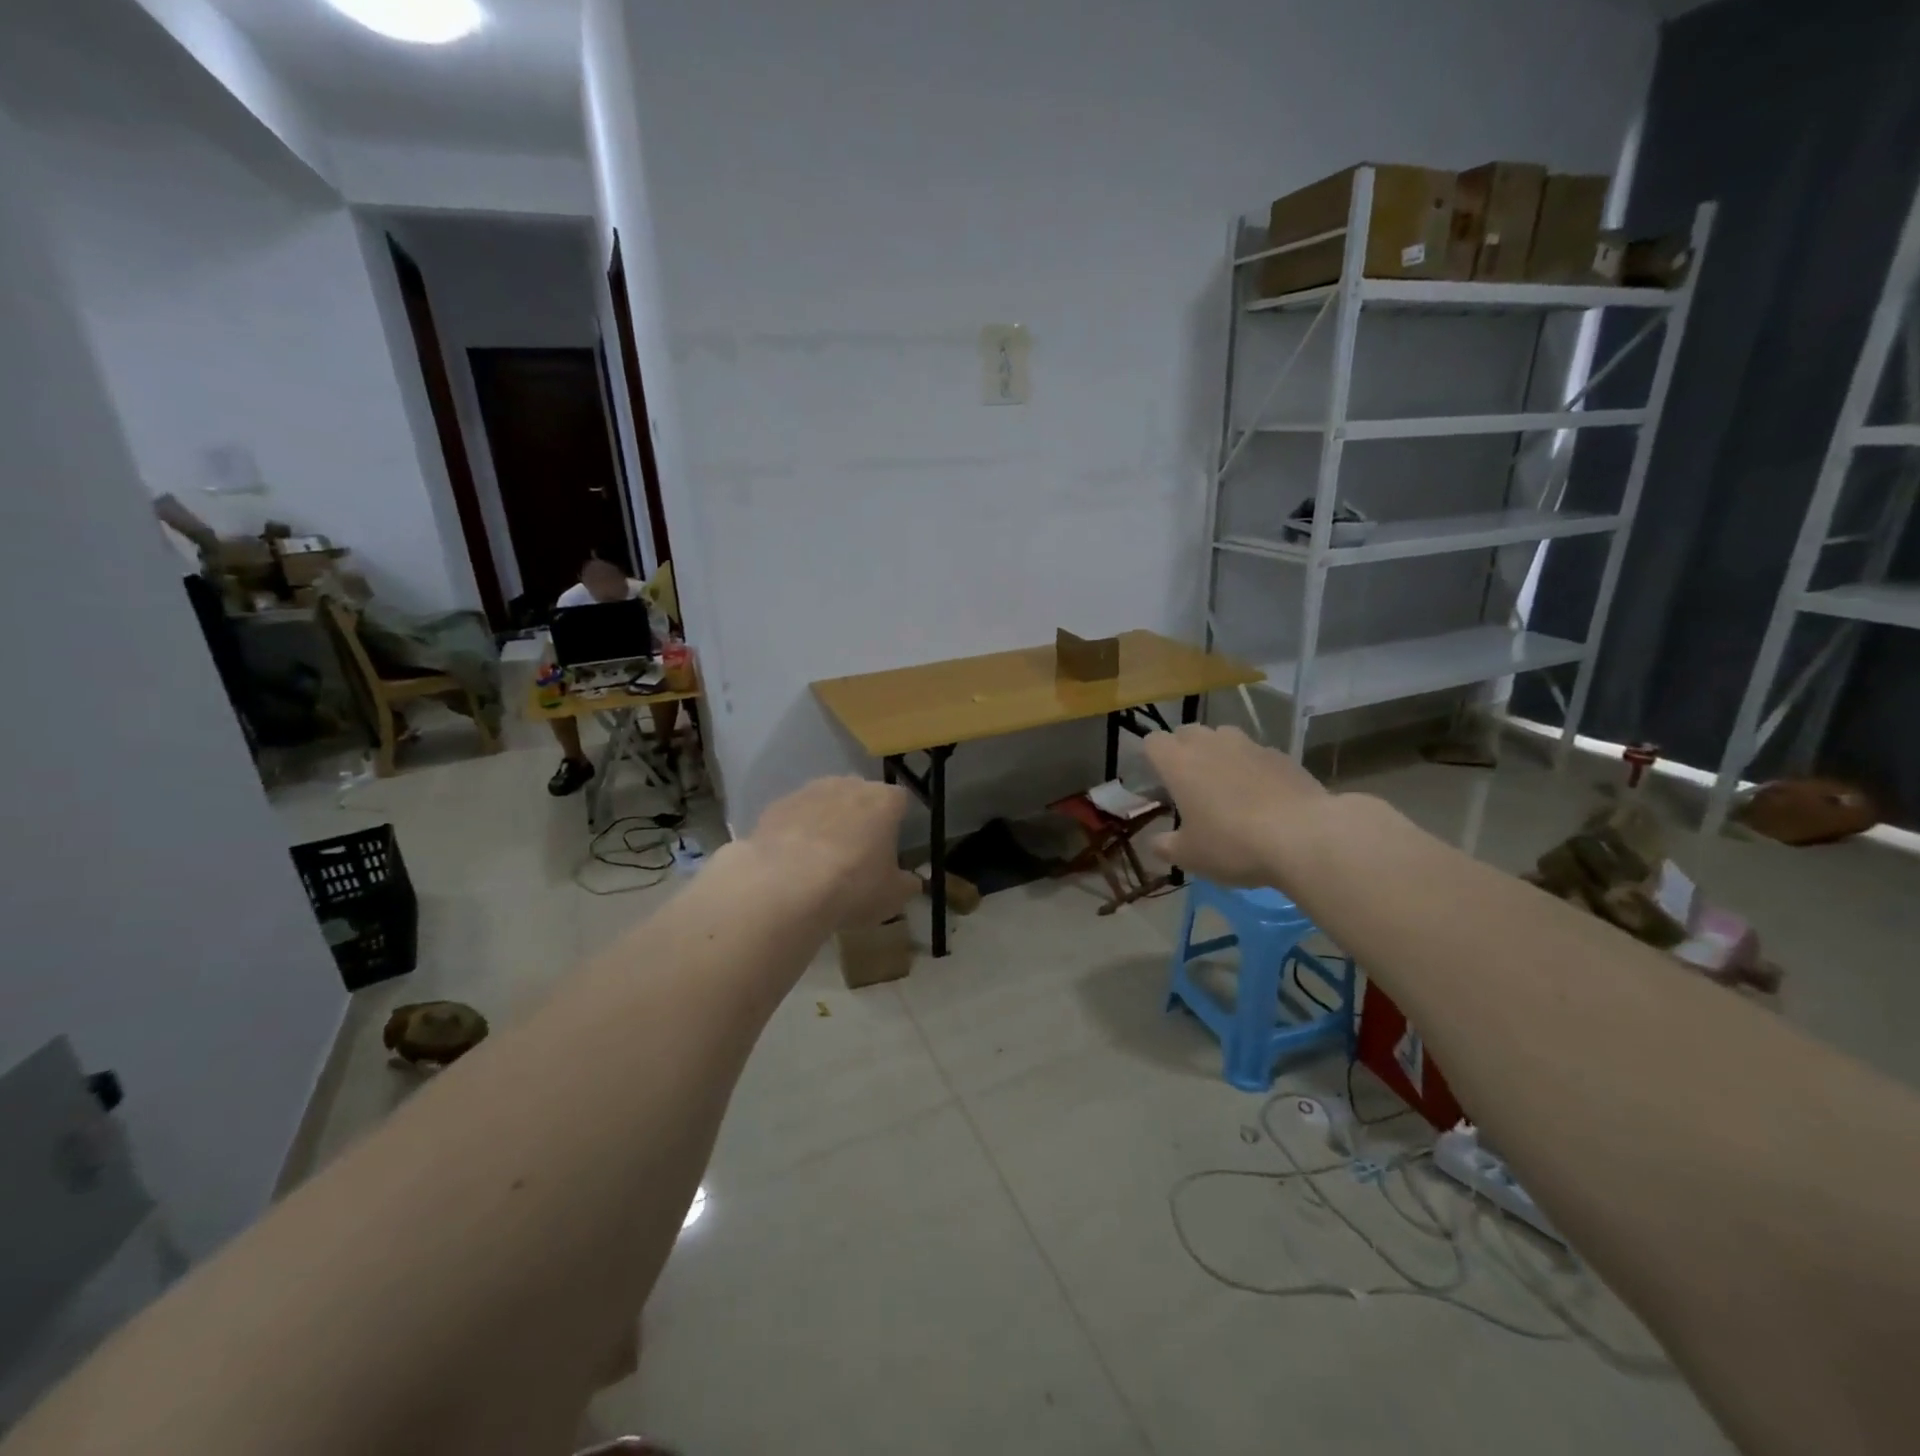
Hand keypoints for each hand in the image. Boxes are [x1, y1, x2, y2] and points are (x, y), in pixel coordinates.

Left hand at [743, 776, 918, 927]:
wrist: (785, 887)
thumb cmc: (852, 887)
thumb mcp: (892, 897)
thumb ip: (906, 884)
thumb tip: (912, 880)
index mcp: (884, 800)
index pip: (899, 801)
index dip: (896, 822)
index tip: (890, 846)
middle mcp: (848, 785)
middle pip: (860, 796)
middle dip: (860, 817)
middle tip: (856, 853)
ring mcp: (808, 791)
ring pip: (824, 802)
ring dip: (826, 822)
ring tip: (819, 859)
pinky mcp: (776, 806)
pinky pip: (794, 816)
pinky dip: (795, 832)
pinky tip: (791, 861)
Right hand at [1143, 724, 1327, 886]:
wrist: (1304, 837)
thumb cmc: (1233, 844)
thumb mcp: (1189, 856)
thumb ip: (1166, 846)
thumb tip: (1156, 842)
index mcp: (1178, 763)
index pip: (1153, 742)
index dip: (1152, 757)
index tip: (1158, 780)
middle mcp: (1210, 744)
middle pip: (1186, 732)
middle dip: (1183, 750)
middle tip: (1189, 783)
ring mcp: (1248, 745)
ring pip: (1223, 736)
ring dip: (1218, 752)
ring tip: (1226, 783)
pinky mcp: (1281, 755)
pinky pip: (1256, 752)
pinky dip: (1252, 766)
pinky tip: (1263, 794)